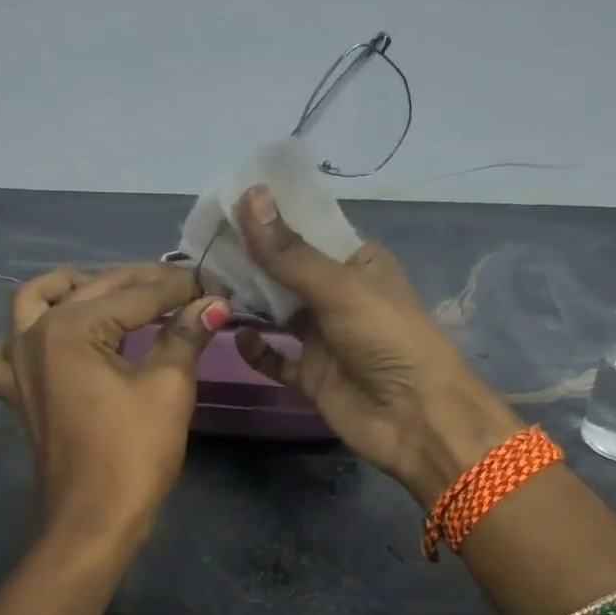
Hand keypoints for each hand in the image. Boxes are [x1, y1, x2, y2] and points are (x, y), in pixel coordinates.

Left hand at [0, 264, 227, 542]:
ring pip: (37, 301)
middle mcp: (34, 334)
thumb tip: (212, 303)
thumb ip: (186, 336)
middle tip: (185, 287)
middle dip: (142, 283)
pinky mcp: (15, 391)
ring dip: (75, 288)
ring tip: (113, 292)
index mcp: (70, 328)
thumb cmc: (133, 454)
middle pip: (93, 290)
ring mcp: (17, 363)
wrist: (93, 520)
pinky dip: (28, 331)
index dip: (180, 287)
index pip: (136, 294)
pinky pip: (8, 347)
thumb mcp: (168, 388)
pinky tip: (54, 335)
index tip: (214, 283)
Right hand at [231, 187, 521, 503]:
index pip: (307, 229)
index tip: (223, 202)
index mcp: (357, 262)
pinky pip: (276, 358)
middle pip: (285, 270)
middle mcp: (337, 294)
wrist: (416, 418)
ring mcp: (323, 337)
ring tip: (204, 285)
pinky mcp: (311, 375)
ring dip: (247, 301)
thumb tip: (248, 195)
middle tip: (199, 244)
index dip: (269, 216)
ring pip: (276, 312)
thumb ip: (288, 252)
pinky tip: (236, 337)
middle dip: (248, 259)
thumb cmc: (387, 338)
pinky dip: (256, 349)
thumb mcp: (338, 287)